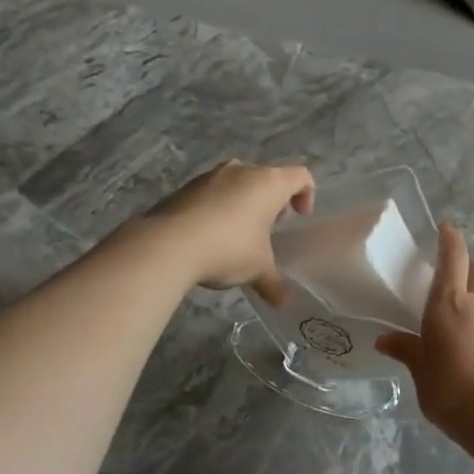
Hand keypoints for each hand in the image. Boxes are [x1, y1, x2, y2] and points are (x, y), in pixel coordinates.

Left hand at [146, 160, 314, 302]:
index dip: (306, 194)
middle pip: (267, 176)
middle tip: (270, 225)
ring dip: (244, 201)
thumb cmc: (228, 249)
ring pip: (237, 181)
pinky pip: (212, 192)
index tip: (299, 217)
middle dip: (272, 199)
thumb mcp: (257, 270)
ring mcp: (210, 176)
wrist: (168, 244)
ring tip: (239, 231)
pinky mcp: (185, 187)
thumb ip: (274, 283)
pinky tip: (211, 234)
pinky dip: (218, 206)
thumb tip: (284, 302)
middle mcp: (242, 171)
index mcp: (269, 183)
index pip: (300, 176)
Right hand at [377, 224, 473, 440]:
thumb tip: (386, 340)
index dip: (450, 239)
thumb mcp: (421, 372)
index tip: (446, 228)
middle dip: (467, 264)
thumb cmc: (449, 391)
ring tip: (467, 306)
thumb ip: (407, 350)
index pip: (453, 257)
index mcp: (448, 303)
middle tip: (453, 273)